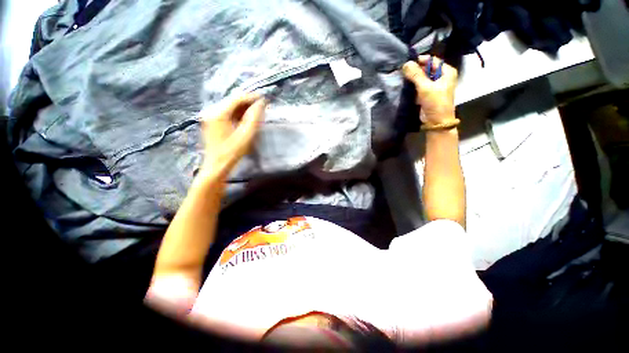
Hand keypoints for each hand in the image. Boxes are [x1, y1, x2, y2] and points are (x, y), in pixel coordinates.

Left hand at [199, 93, 266, 177]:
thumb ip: (254, 118)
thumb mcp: (246, 135)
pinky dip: (238, 115)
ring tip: (257, 113)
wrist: (217, 166)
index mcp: (218, 113)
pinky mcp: (213, 122)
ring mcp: (211, 117)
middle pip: (233, 101)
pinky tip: (246, 119)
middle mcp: (212, 111)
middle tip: (262, 107)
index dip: (251, 97)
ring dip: (244, 109)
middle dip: (248, 103)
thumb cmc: (232, 152)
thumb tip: (261, 104)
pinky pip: (228, 114)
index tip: (264, 98)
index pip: (237, 99)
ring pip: (231, 107)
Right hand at [402, 56, 457, 125]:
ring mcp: (435, 86)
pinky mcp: (428, 94)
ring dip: (413, 79)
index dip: (420, 61)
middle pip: (426, 69)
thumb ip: (416, 75)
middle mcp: (442, 77)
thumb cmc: (435, 102)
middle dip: (415, 70)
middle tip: (402, 71)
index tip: (407, 63)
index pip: (432, 60)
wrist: (436, 122)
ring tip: (402, 78)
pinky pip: (419, 87)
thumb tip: (406, 63)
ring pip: (422, 78)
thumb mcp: (425, 87)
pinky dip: (413, 86)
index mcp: (446, 71)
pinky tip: (405, 86)